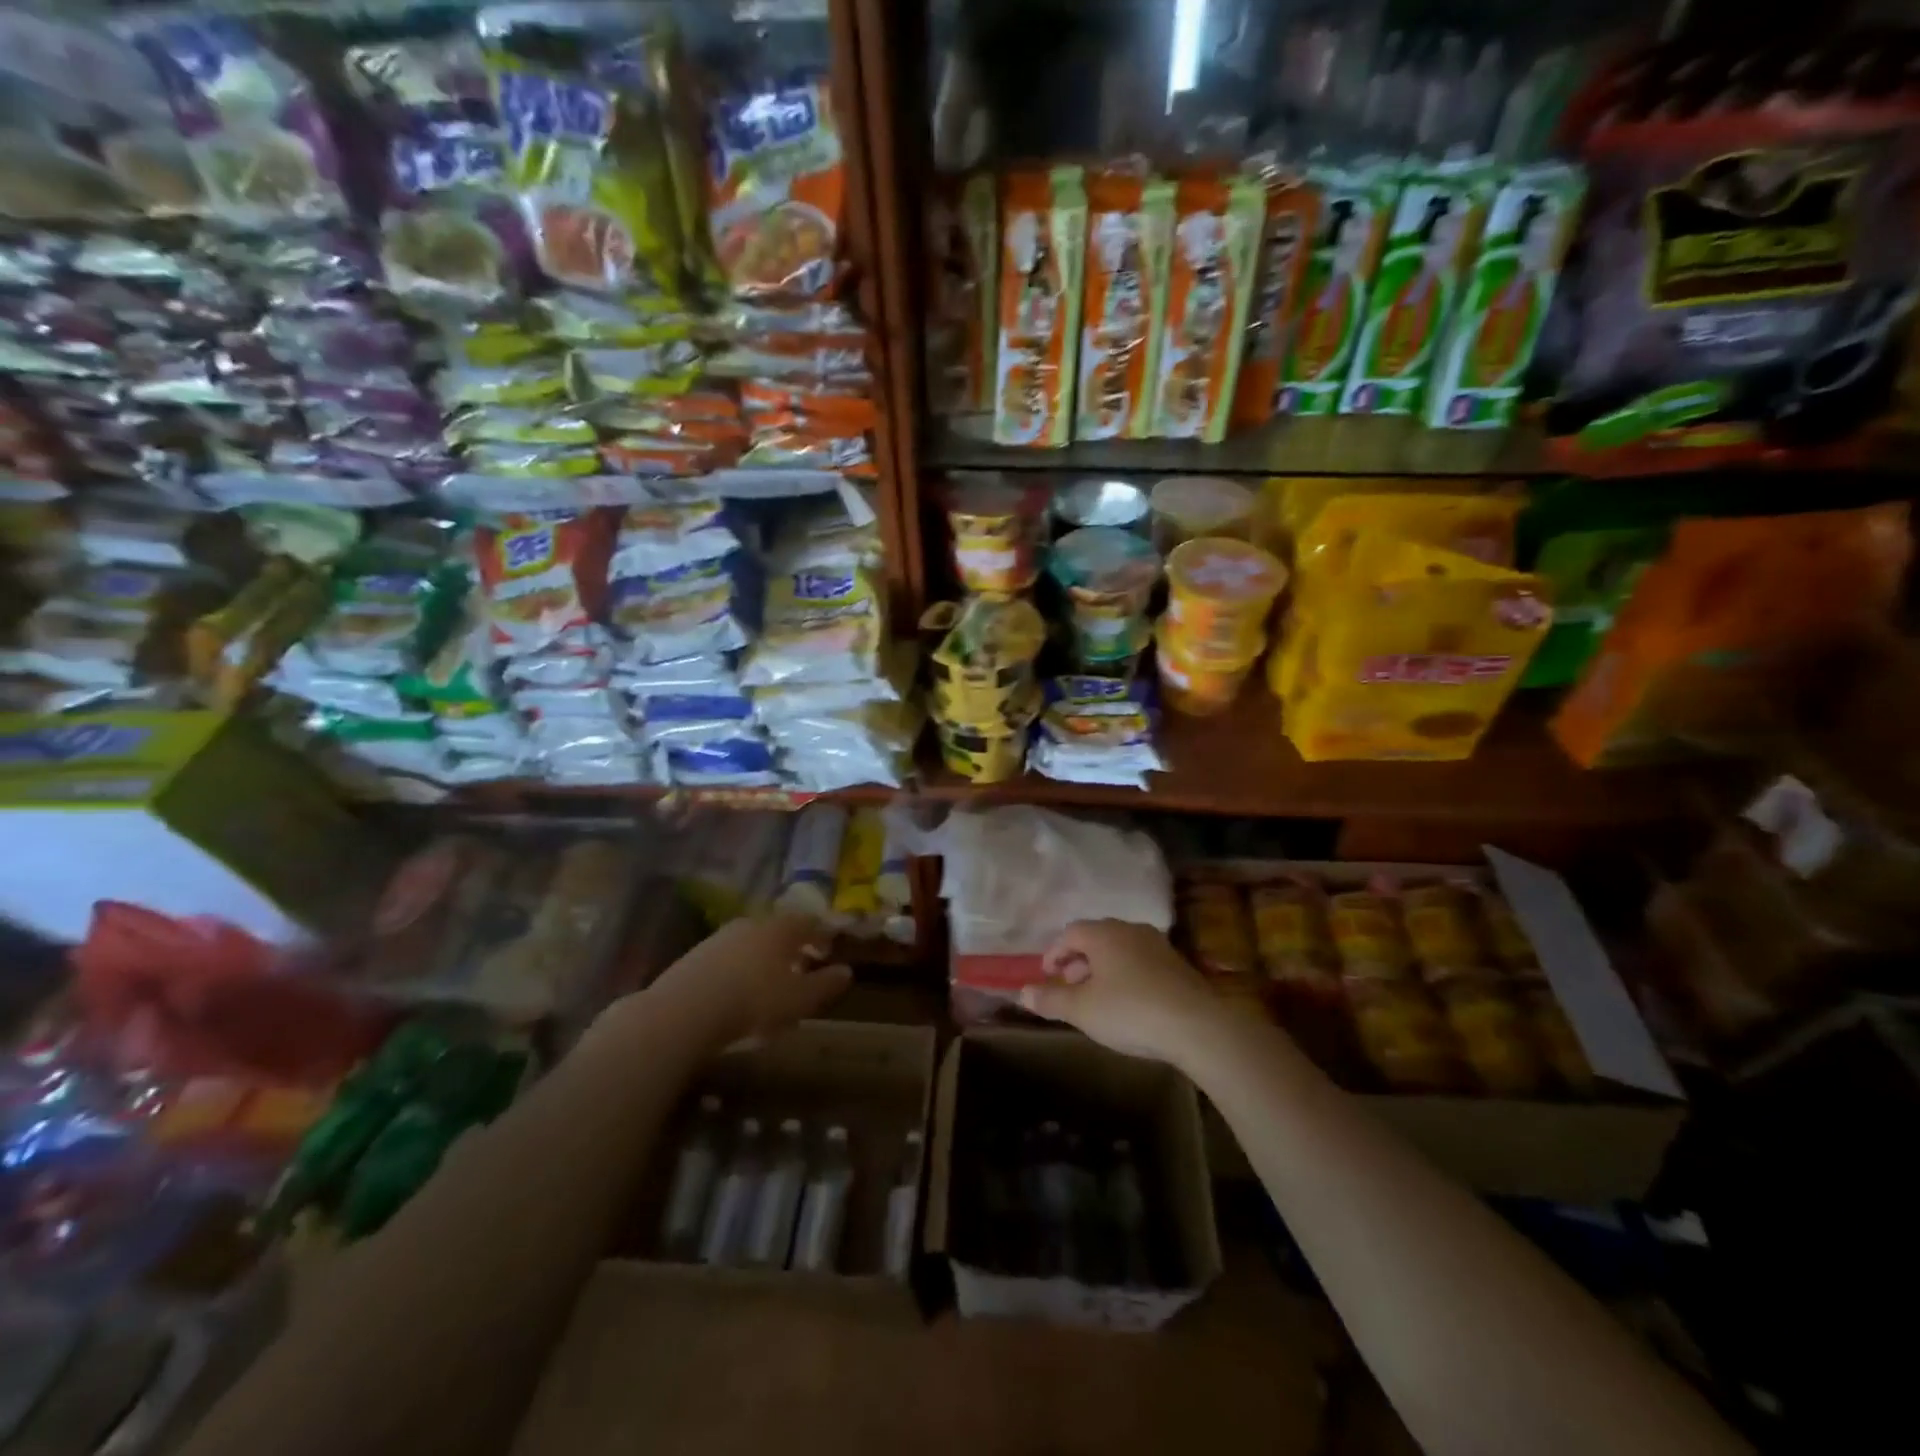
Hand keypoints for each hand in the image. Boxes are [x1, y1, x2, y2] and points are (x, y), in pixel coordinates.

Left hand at [642, 911, 851, 1052]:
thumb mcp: (799, 1000)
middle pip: (777, 930)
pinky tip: (738, 992)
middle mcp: (751, 924)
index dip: (822, 935)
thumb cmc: (754, 1001)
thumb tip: (847, 971)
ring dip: (763, 959)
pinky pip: (727, 959)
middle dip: (792, 946)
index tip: (828, 950)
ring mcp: (719, 938)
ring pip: (750, 943)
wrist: (684, 1011)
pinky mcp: (694, 957)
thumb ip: (825, 984)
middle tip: (801, 966)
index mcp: (780, 928)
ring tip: (769, 983)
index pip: (808, 922)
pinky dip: (739, 970)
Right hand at [1018, 920, 1230, 1065]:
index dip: (1054, 952)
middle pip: (1096, 938)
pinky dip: (1126, 975)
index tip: (1047, 975)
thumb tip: (1023, 991)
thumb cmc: (1130, 1011)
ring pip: (1120, 950)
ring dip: (1103, 968)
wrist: (1197, 1026)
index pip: (1070, 932)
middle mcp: (1130, 930)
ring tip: (1097, 997)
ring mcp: (1157, 945)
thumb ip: (1051, 999)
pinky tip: (1128, 1003)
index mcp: (1104, 933)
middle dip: (1078, 960)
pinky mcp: (1178, 965)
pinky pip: (1141, 962)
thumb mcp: (1082, 1010)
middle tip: (1069, 986)